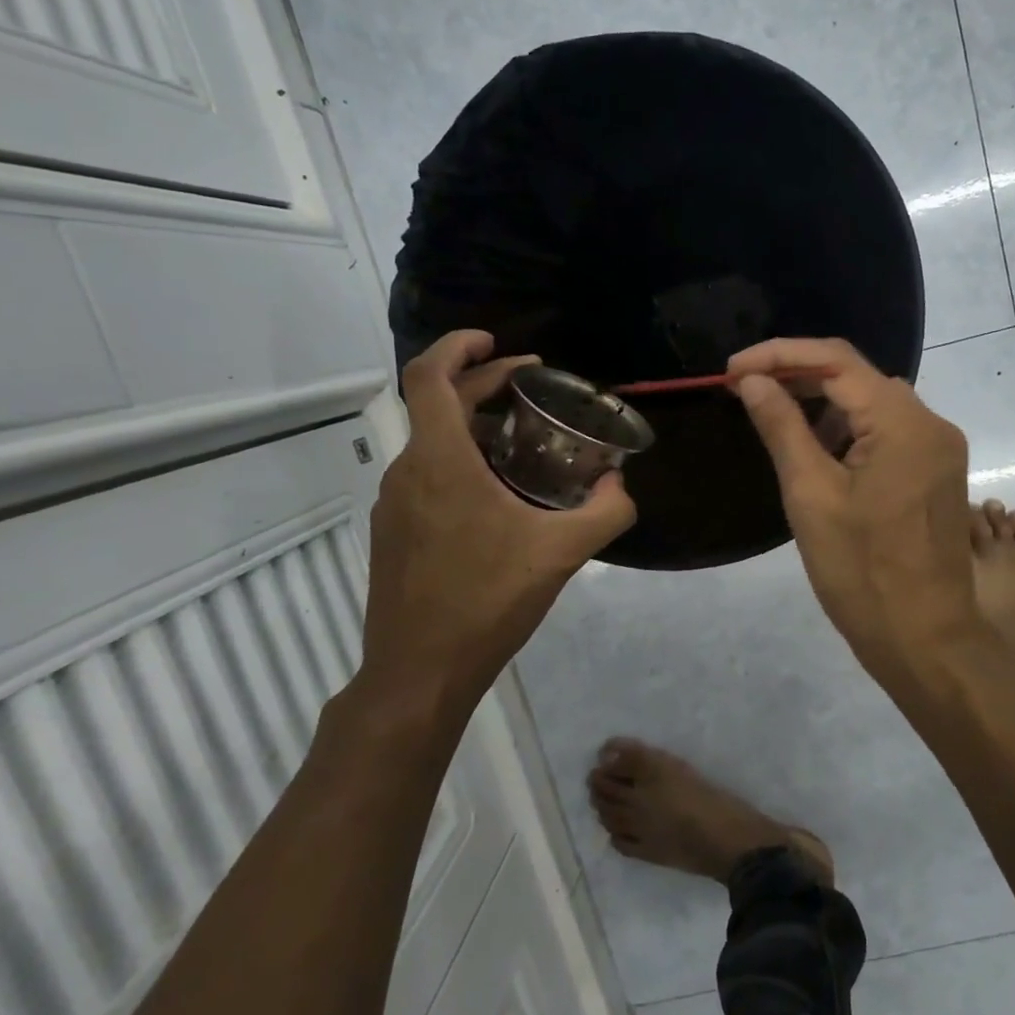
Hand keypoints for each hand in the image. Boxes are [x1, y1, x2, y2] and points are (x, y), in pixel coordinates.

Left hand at [357, 331, 635, 710]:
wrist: (420, 672)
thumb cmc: (487, 601)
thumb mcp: (562, 553)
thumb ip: (605, 512)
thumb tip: (621, 486)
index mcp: (440, 461)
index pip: (430, 377)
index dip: (458, 347)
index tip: (497, 342)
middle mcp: (407, 472)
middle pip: (437, 405)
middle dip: (483, 384)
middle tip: (531, 384)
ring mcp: (394, 505)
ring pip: (431, 444)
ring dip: (472, 427)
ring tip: (522, 439)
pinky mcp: (394, 534)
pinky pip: (426, 478)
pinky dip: (460, 463)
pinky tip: (497, 497)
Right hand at [728, 337, 988, 699]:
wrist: (926, 641)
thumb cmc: (862, 573)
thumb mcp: (811, 496)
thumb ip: (782, 427)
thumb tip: (753, 381)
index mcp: (904, 423)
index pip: (836, 361)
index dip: (780, 355)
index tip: (732, 371)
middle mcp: (931, 423)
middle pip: (858, 377)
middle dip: (799, 378)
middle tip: (746, 392)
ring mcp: (939, 449)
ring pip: (873, 405)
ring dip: (823, 406)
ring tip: (775, 423)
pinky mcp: (936, 474)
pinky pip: (888, 433)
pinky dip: (849, 433)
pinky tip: (817, 453)